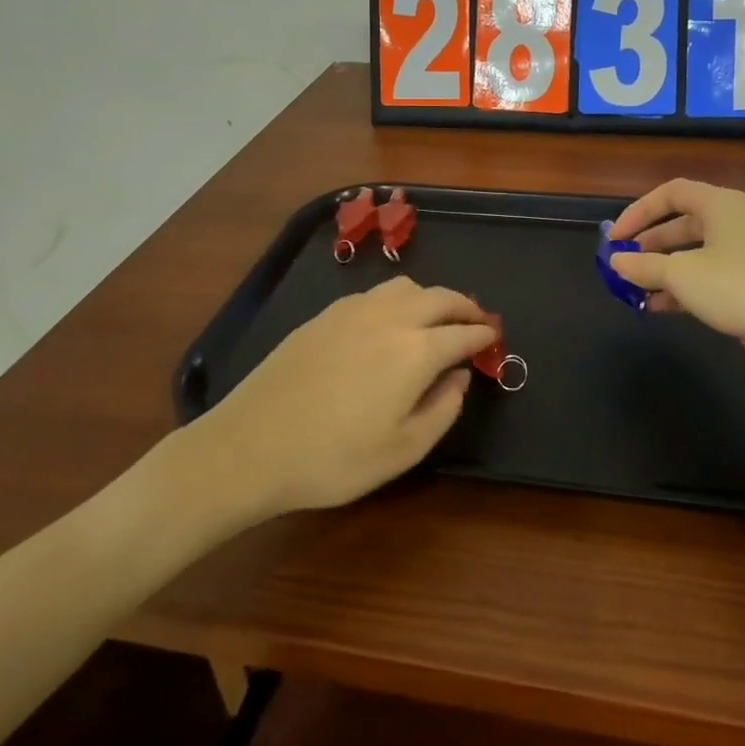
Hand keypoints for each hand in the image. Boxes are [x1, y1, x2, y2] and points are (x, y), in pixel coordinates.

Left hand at [193, 277, 497, 518]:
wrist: (250, 447)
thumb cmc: (332, 459)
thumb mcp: (402, 450)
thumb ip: (443, 409)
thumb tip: (458, 377)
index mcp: (415, 351)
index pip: (462, 333)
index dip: (483, 335)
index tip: (494, 339)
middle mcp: (389, 318)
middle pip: (439, 297)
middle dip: (464, 306)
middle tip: (476, 320)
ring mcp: (352, 311)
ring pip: (405, 287)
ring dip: (430, 297)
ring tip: (436, 318)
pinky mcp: (324, 315)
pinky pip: (374, 294)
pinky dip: (398, 299)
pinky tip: (390, 322)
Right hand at [609, 179, 744, 389]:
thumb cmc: (736, 287)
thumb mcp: (681, 274)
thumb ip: (644, 265)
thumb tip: (616, 261)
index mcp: (719, 205)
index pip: (671, 193)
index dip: (639, 211)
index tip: (615, 237)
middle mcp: (731, 223)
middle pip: (680, 224)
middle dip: (648, 244)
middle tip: (622, 263)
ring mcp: (741, 255)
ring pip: (691, 254)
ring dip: (661, 270)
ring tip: (634, 289)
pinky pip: (704, 278)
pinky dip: (680, 288)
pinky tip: (657, 307)